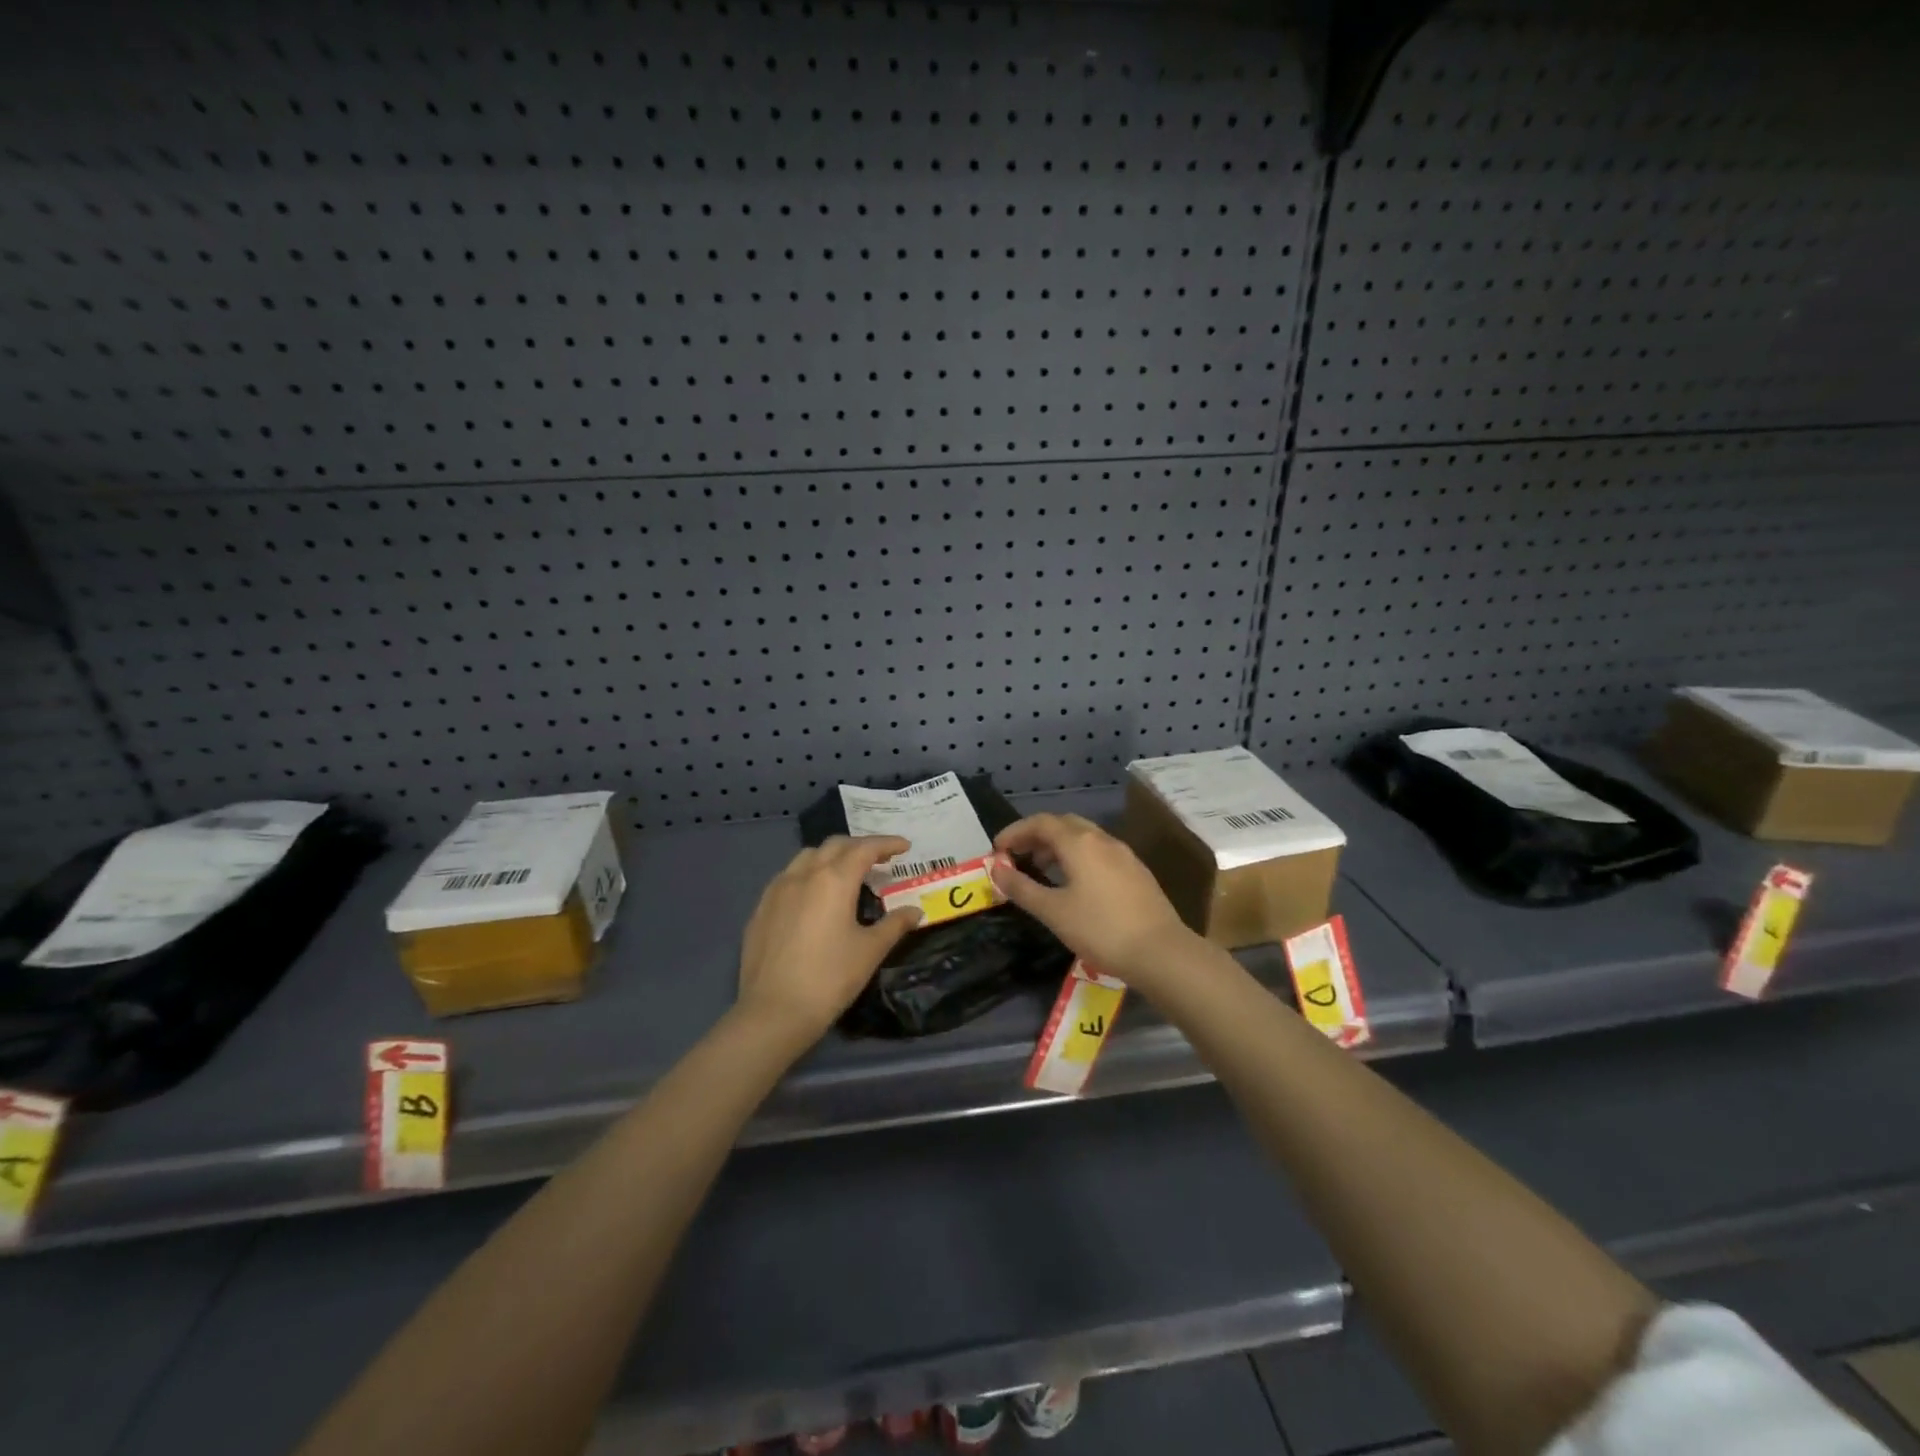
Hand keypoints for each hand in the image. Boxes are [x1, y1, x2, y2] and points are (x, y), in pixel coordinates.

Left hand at [736, 836, 922, 1041]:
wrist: (774, 1011)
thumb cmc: (830, 978)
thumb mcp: (870, 951)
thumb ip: (894, 925)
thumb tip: (915, 911)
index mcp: (834, 880)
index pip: (864, 849)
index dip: (887, 843)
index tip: (904, 846)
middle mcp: (804, 874)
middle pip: (834, 845)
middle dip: (859, 846)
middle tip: (879, 859)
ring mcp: (777, 890)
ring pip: (806, 857)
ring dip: (830, 856)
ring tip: (845, 872)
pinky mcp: (761, 908)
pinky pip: (787, 877)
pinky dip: (807, 874)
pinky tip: (812, 896)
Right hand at [988, 814, 1198, 986]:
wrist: (1161, 953)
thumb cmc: (1100, 929)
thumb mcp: (1053, 912)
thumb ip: (1022, 888)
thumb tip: (996, 869)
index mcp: (1080, 843)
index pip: (1040, 823)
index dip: (1015, 831)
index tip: (997, 849)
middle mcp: (1102, 840)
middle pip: (1063, 824)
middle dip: (1036, 835)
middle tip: (1017, 856)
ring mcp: (1123, 854)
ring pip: (1084, 837)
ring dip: (1058, 846)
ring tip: (1041, 870)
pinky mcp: (1136, 872)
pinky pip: (1099, 852)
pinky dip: (1078, 857)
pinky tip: (1074, 884)